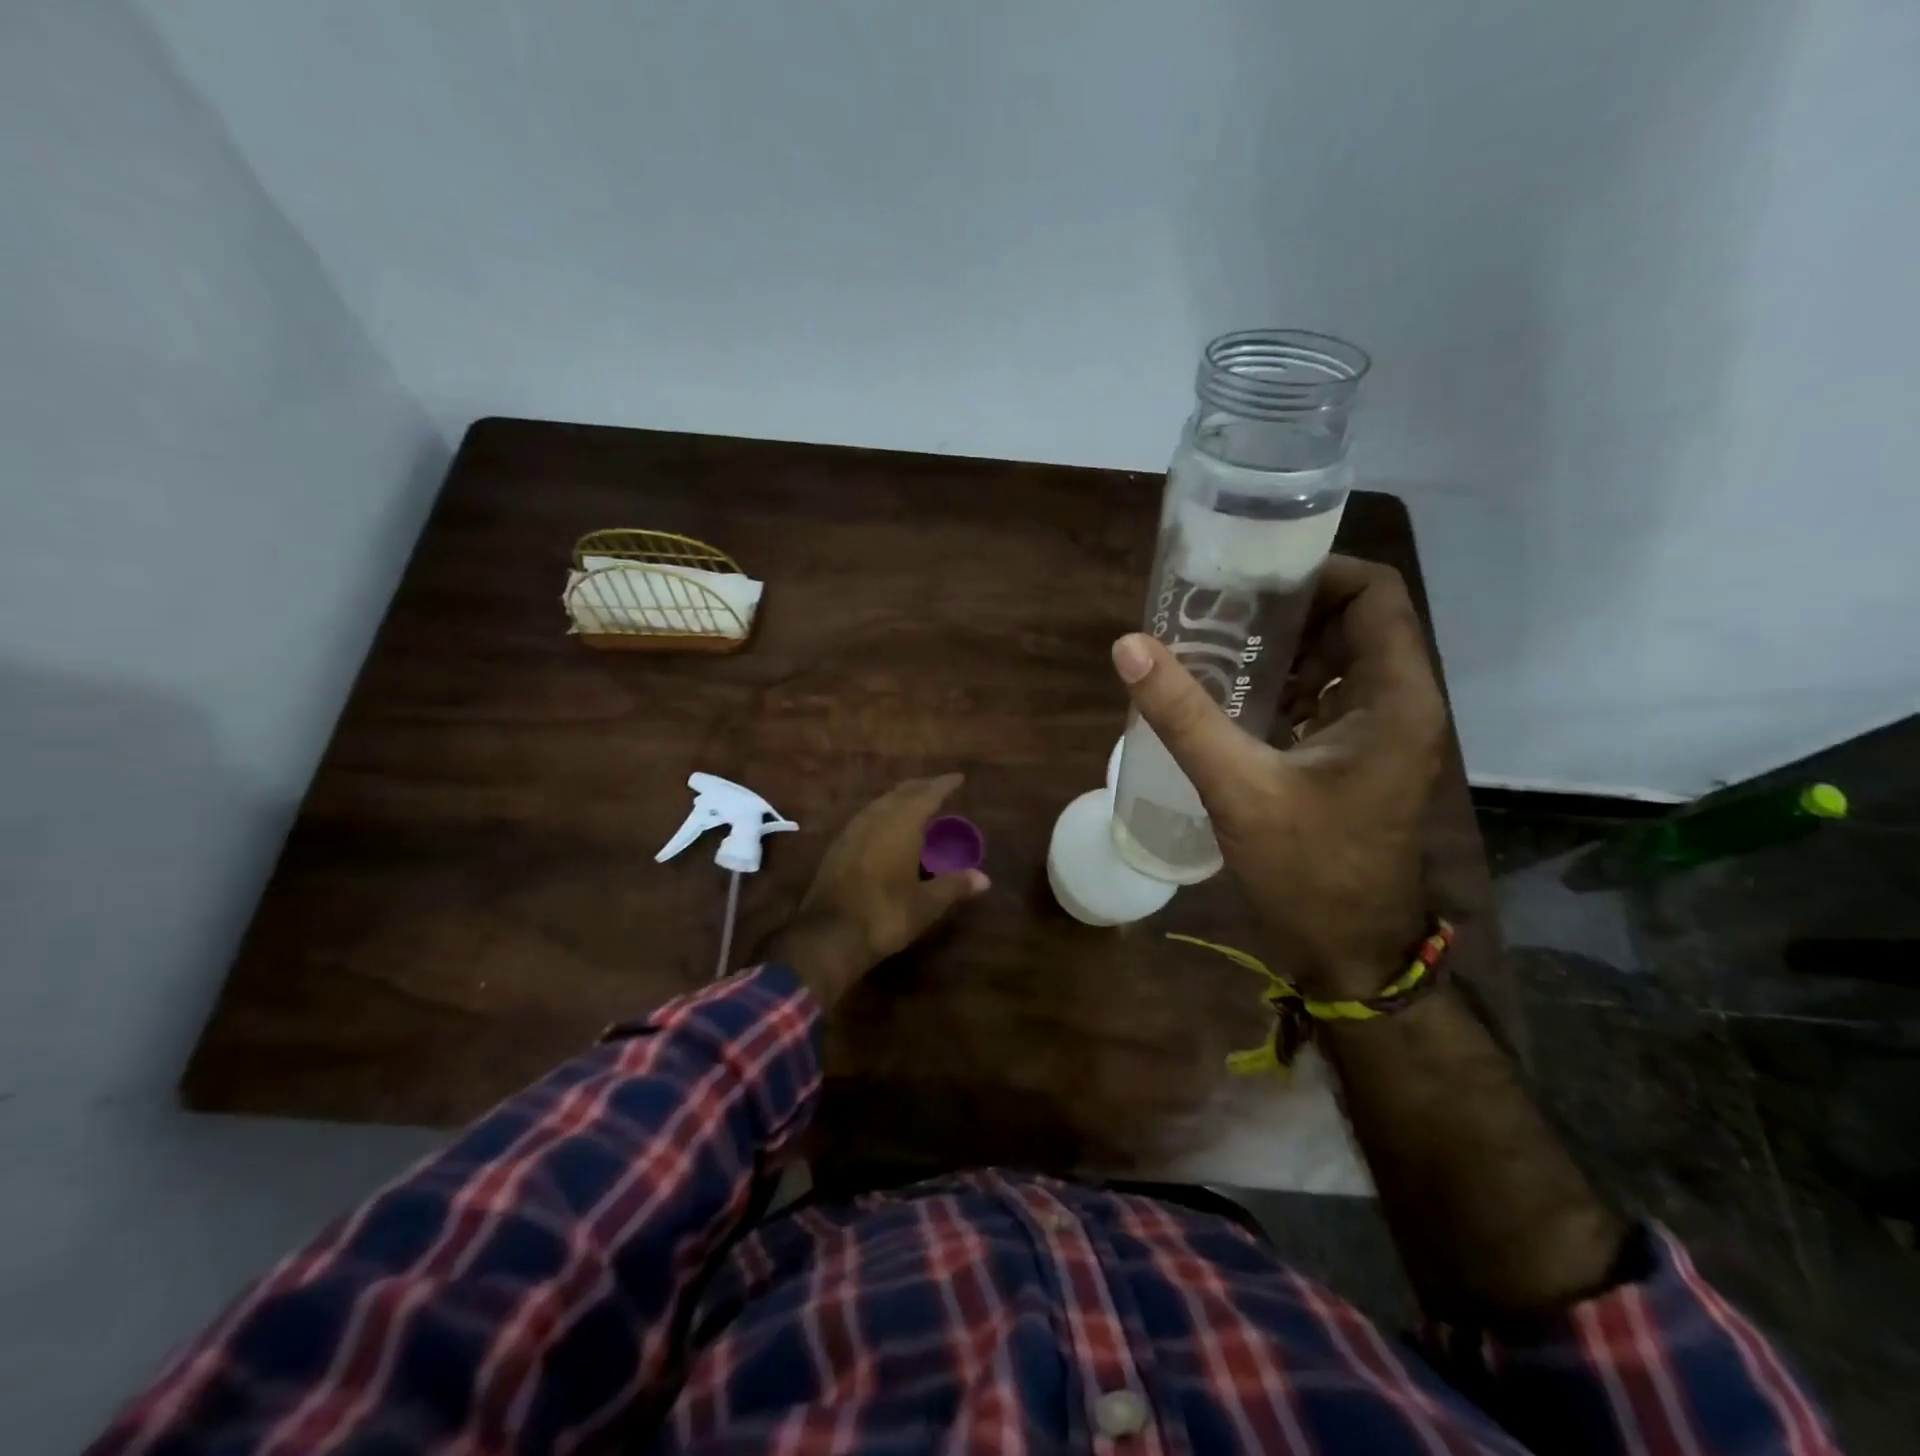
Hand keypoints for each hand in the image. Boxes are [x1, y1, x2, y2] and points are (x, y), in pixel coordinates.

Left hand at [766, 774, 989, 1007]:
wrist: (828, 935)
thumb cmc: (885, 915)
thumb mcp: (926, 904)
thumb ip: (954, 886)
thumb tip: (984, 879)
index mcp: (901, 825)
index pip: (927, 794)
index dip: (944, 785)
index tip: (958, 778)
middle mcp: (875, 819)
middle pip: (901, 793)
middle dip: (921, 787)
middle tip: (939, 788)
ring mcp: (852, 830)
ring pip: (880, 803)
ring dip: (900, 798)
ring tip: (916, 804)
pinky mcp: (838, 846)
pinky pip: (866, 817)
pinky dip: (883, 813)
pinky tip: (887, 827)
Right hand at [1112, 556, 1446, 998]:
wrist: (1348, 951)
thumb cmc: (1308, 869)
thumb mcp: (1238, 786)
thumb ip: (1183, 714)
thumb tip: (1129, 646)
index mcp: (1393, 697)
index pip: (1374, 594)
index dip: (1318, 572)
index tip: (1251, 578)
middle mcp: (1398, 704)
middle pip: (1352, 622)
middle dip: (1287, 610)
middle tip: (1217, 609)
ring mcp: (1380, 734)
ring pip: (1335, 662)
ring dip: (1280, 650)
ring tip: (1214, 647)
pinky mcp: (1357, 760)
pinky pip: (1322, 699)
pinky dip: (1281, 687)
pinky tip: (1229, 700)